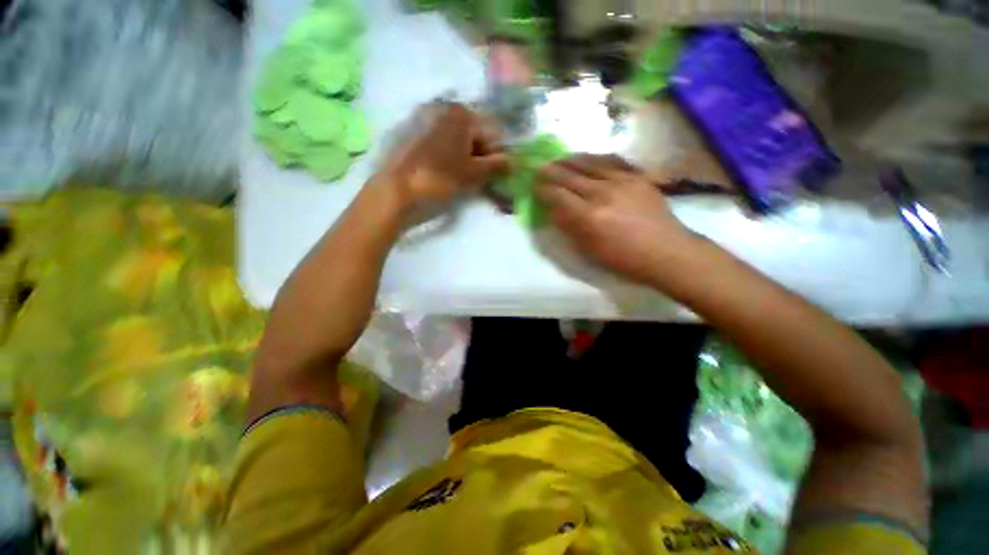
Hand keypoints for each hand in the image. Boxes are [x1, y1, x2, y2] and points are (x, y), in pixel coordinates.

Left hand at [377, 102, 508, 214]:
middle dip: (480, 156)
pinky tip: (443, 173)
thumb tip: (513, 161)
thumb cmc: (439, 180)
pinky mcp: (409, 133)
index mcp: (460, 113)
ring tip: (461, 179)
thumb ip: (496, 165)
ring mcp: (423, 118)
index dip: (498, 155)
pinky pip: (438, 142)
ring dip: (464, 157)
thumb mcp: (473, 174)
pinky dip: (447, 155)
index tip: (497, 175)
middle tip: (479, 179)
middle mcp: (442, 108)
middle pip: (473, 133)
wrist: (394, 191)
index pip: (492, 132)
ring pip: (455, 138)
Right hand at [536, 154, 695, 283]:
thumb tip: (554, 210)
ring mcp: (622, 181)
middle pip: (570, 176)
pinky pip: (612, 161)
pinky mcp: (637, 176)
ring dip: (570, 160)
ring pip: (589, 163)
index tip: (534, 186)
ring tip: (559, 159)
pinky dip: (596, 158)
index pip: (558, 196)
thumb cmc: (623, 258)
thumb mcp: (589, 250)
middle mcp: (602, 193)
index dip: (543, 189)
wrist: (666, 251)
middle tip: (540, 166)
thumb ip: (569, 227)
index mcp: (589, 216)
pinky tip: (589, 158)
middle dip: (551, 171)